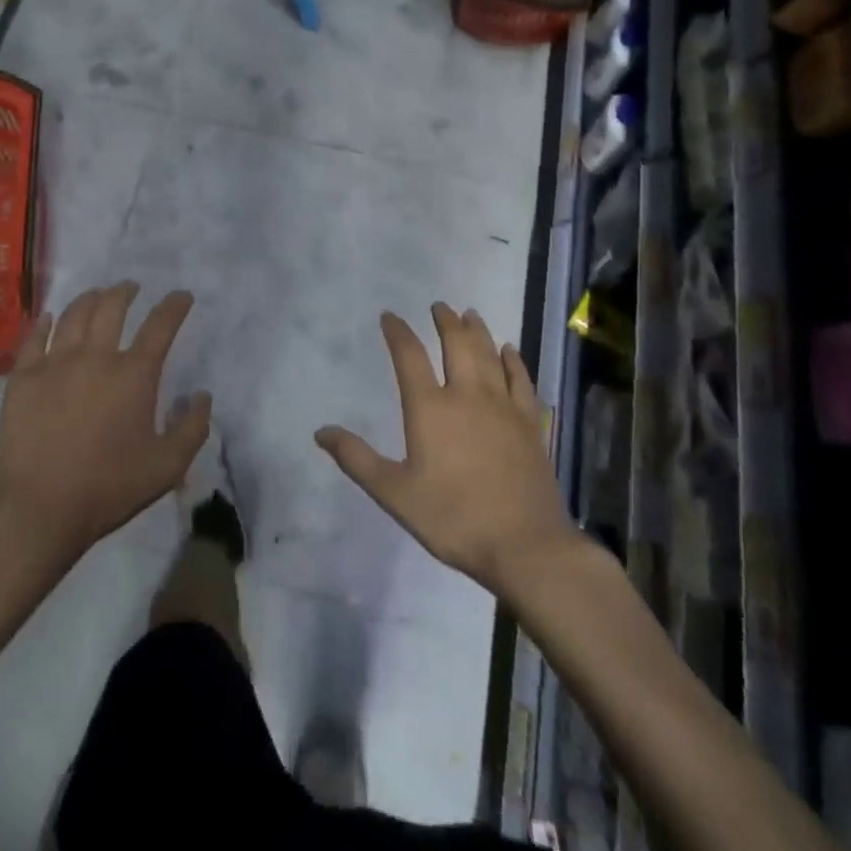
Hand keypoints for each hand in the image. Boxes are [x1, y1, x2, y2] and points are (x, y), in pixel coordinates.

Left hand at [0, 283, 209, 570]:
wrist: (37, 509)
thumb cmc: (107, 488)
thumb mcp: (167, 467)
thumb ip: (193, 428)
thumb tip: (202, 396)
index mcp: (134, 374)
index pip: (160, 326)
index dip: (174, 306)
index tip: (182, 296)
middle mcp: (96, 357)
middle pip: (112, 307)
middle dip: (126, 292)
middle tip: (131, 288)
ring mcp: (55, 363)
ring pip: (74, 314)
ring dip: (90, 298)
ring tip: (97, 294)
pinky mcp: (22, 377)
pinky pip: (33, 337)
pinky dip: (43, 322)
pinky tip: (47, 317)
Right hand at [316, 305, 573, 597]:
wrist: (524, 545)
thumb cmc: (452, 518)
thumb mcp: (394, 493)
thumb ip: (357, 459)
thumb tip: (321, 431)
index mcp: (430, 408)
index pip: (409, 356)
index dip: (397, 332)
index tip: (389, 316)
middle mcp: (467, 395)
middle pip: (457, 344)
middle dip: (445, 321)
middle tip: (439, 306)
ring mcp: (503, 406)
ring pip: (490, 355)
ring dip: (478, 331)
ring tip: (470, 314)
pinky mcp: (530, 423)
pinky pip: (521, 380)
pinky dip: (514, 361)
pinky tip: (510, 351)